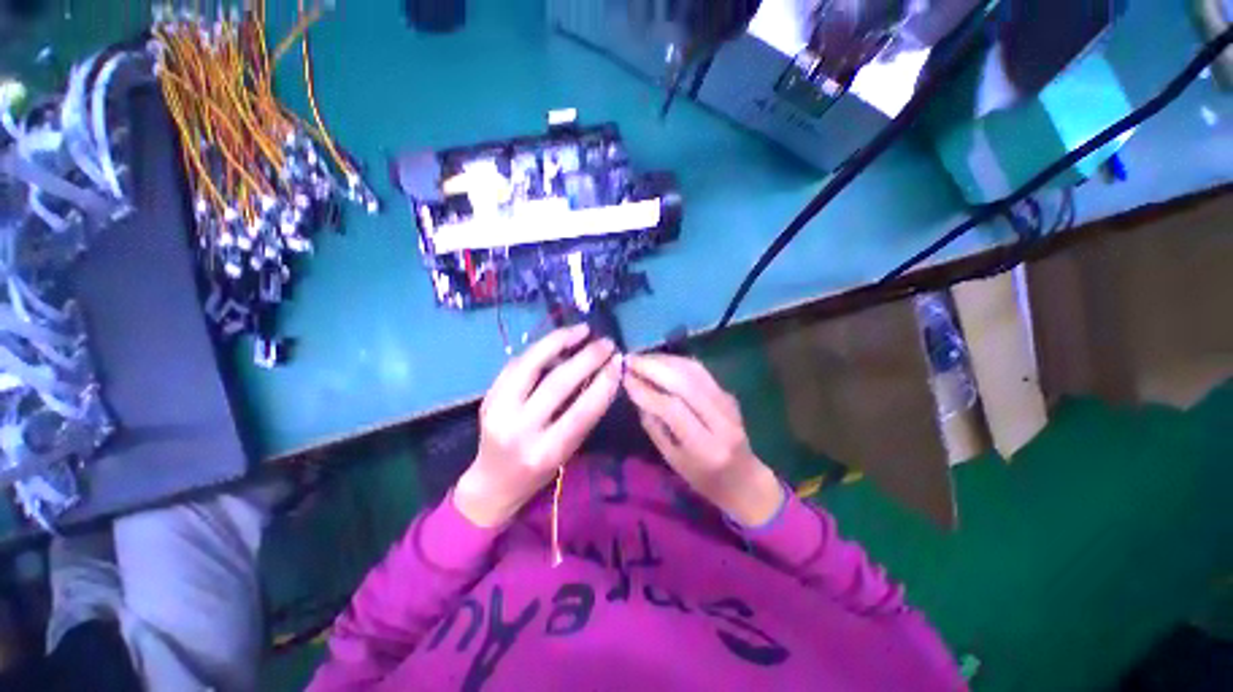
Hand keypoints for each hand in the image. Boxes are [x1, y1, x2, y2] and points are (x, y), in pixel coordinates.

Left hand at [455, 325, 622, 526]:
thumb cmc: (539, 472)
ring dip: (559, 341)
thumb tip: (602, 374)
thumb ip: (583, 414)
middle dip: (586, 358)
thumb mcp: (568, 451)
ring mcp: (497, 410)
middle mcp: (519, 430)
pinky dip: (540, 349)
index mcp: (546, 451)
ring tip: (582, 330)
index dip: (604, 383)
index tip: (619, 361)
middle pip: (556, 384)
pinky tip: (557, 341)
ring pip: (530, 364)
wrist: (493, 483)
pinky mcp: (487, 396)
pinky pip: (516, 364)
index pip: (581, 411)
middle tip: (606, 343)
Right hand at [623, 354, 783, 526]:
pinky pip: (700, 371)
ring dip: (664, 360)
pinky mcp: (728, 393)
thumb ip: (655, 426)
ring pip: (694, 371)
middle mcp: (722, 420)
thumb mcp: (672, 460)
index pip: (673, 409)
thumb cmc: (703, 478)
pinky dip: (677, 362)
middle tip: (630, 360)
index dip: (647, 391)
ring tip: (641, 358)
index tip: (625, 379)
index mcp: (706, 446)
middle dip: (654, 368)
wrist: (744, 478)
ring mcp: (729, 403)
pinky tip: (660, 361)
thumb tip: (637, 394)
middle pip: (686, 383)